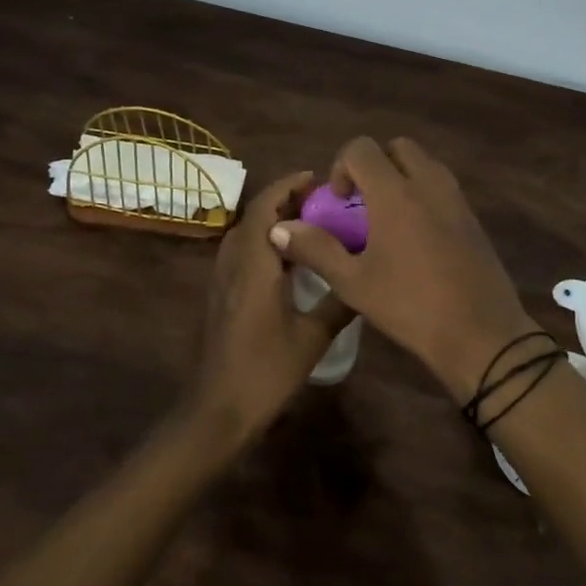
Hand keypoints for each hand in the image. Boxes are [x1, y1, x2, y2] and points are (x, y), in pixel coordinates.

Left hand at [190, 170, 351, 441]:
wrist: (218, 408)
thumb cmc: (266, 371)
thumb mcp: (312, 338)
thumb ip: (339, 303)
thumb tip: (366, 278)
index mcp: (254, 266)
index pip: (265, 210)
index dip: (287, 187)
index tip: (315, 177)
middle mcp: (234, 264)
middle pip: (254, 216)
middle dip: (283, 199)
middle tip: (320, 198)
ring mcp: (223, 279)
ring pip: (246, 233)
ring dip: (272, 218)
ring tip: (309, 219)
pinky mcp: (222, 295)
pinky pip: (242, 251)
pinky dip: (264, 240)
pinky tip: (289, 257)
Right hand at [269, 137, 534, 399]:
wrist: (481, 333)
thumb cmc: (410, 306)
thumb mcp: (354, 283)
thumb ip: (316, 249)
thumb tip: (280, 228)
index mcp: (395, 192)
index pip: (362, 148)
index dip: (342, 167)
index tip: (339, 203)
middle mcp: (428, 183)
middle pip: (397, 147)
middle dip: (374, 165)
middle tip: (362, 204)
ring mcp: (455, 198)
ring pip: (423, 164)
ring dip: (400, 177)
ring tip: (387, 219)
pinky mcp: (472, 217)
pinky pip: (441, 186)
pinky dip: (422, 193)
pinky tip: (414, 238)